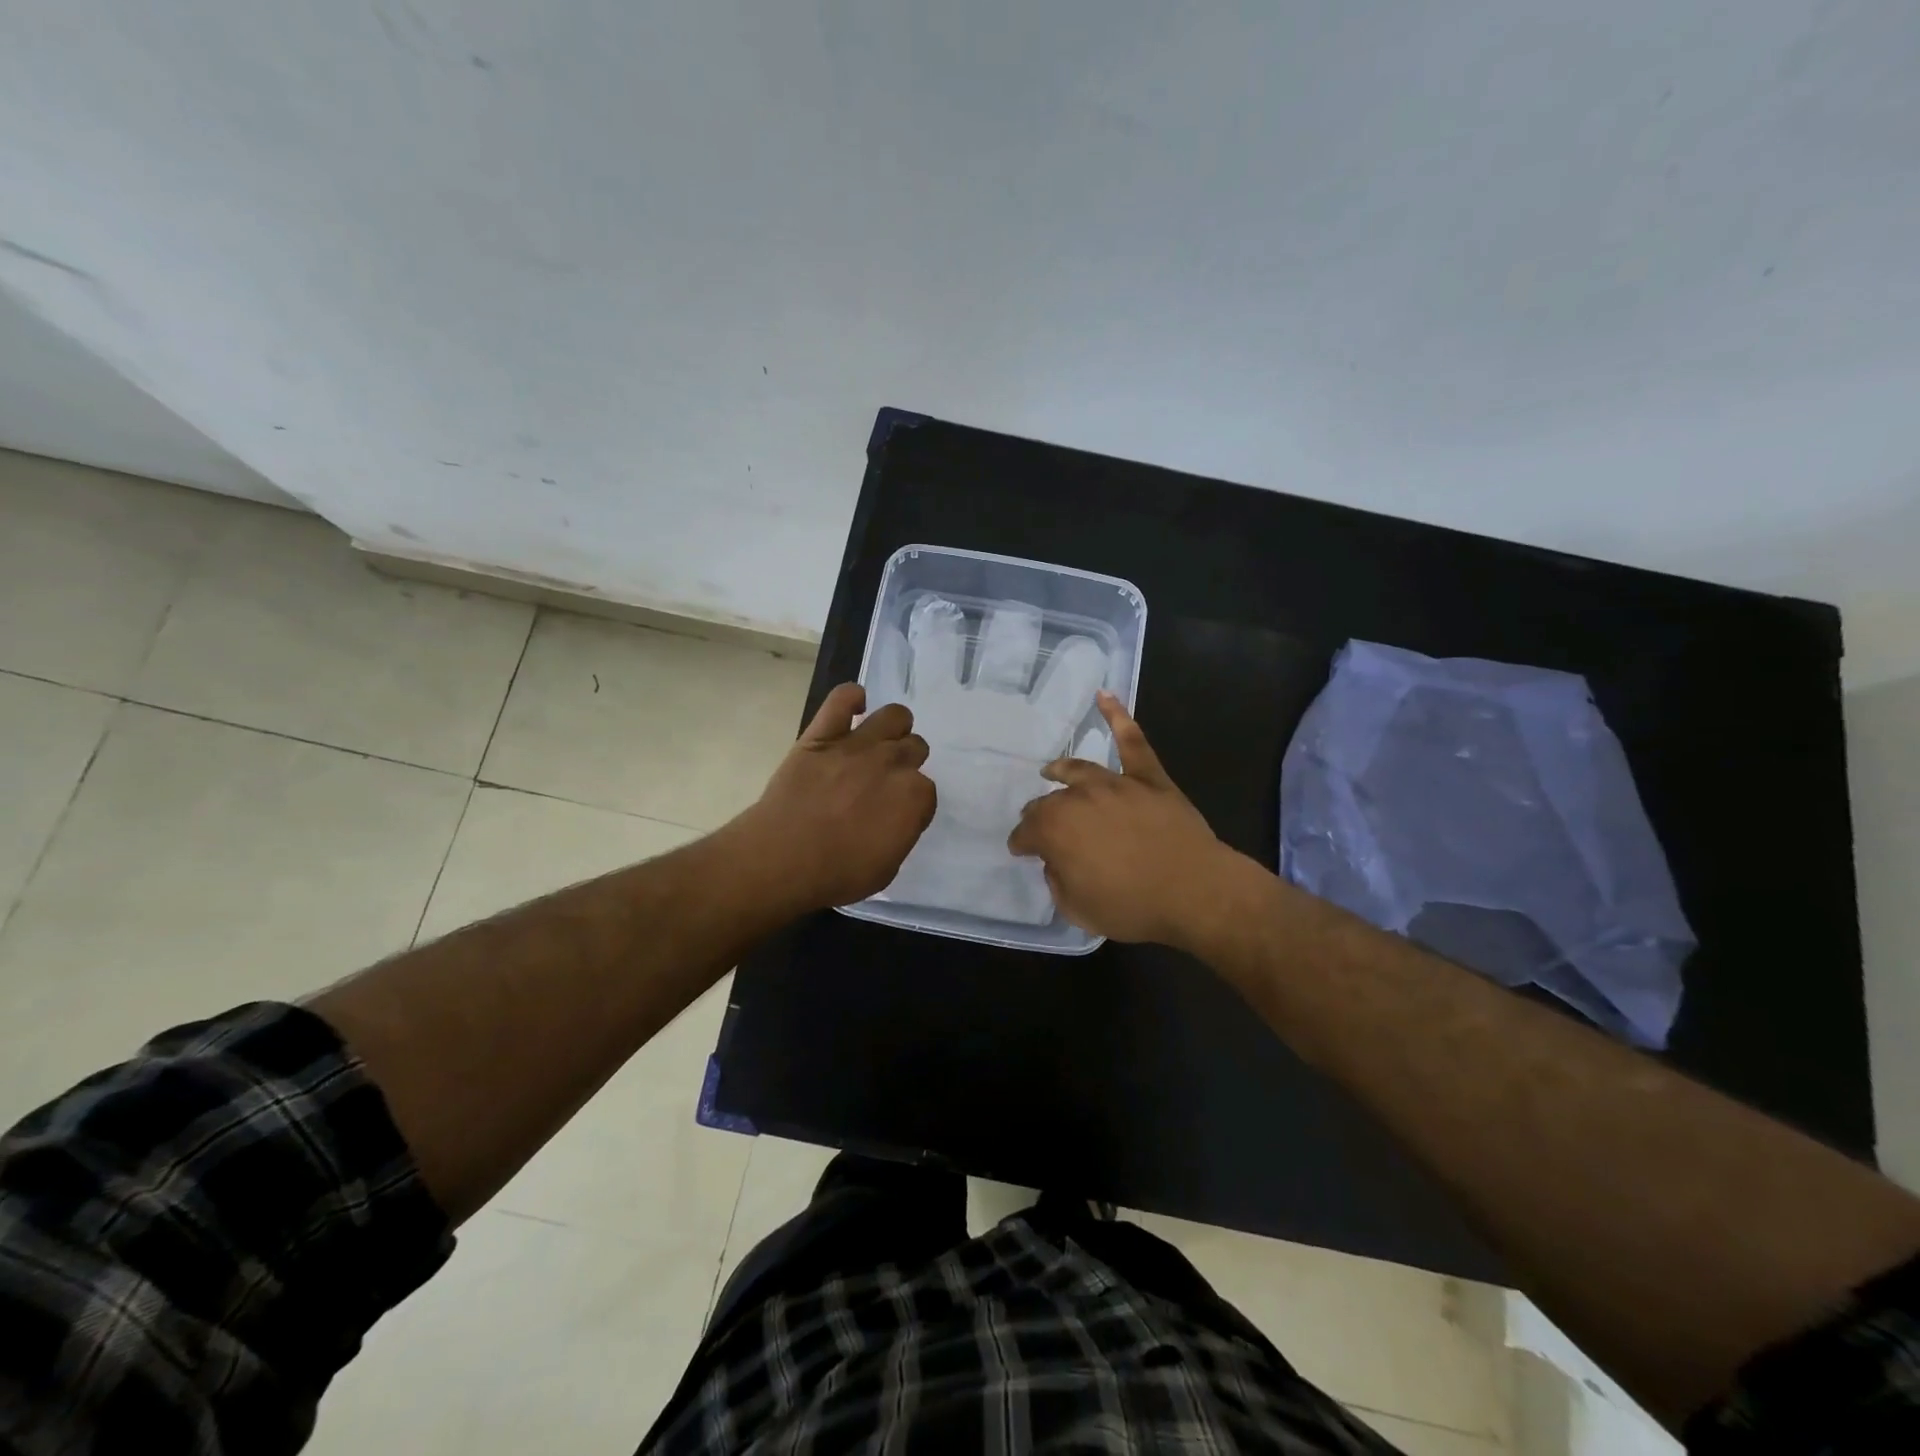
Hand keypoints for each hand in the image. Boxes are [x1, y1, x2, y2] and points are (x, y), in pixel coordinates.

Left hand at [735, 683, 935, 910]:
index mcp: (914, 796)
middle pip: (914, 747)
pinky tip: (855, 707)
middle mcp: (892, 762)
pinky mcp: (822, 735)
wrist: (783, 857)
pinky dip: (851, 697)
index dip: (912, 802)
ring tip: (880, 741)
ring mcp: (857, 744)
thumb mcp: (886, 867)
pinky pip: (842, 698)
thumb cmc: (837, 872)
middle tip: (886, 781)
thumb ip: (900, 833)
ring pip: (894, 715)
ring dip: (894, 727)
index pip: (926, 789)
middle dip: (906, 762)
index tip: (898, 813)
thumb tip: (897, 818)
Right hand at [1008, 693, 1244, 947]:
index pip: (1027, 832)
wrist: (1195, 891)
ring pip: (1080, 770)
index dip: (1021, 843)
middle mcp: (1079, 798)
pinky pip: (1132, 742)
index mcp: (1056, 829)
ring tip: (1052, 770)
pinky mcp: (1149, 778)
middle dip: (1038, 813)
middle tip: (1036, 822)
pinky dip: (1118, 716)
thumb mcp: (1077, 908)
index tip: (1020, 850)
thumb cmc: (1133, 906)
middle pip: (1050, 802)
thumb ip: (1057, 880)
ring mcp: (1116, 783)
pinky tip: (1105, 695)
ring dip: (1062, 770)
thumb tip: (1057, 861)